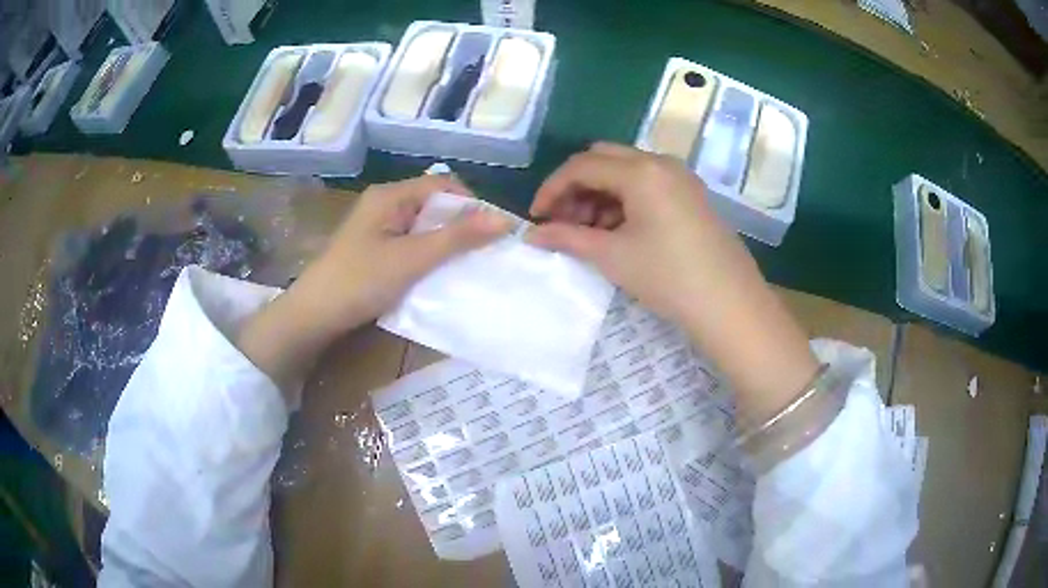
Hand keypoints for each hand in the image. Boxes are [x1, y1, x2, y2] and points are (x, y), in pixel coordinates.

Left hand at [291, 174, 512, 331]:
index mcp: (390, 195)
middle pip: (433, 203)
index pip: (442, 184)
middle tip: (484, 251)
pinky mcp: (374, 249)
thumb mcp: (412, 258)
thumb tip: (504, 219)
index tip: (492, 231)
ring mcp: (377, 227)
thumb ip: (457, 237)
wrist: (314, 316)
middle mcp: (384, 204)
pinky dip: (427, 254)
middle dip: (460, 225)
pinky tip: (438, 273)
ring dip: (444, 242)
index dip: (471, 203)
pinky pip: (410, 243)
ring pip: (423, 226)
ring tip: (467, 264)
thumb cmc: (361, 281)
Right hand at [528, 142, 739, 327]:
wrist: (730, 305)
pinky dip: (625, 200)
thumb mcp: (613, 257)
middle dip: (576, 187)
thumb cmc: (669, 278)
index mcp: (641, 170)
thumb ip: (567, 238)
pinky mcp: (691, 194)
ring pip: (626, 171)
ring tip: (590, 233)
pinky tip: (619, 231)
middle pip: (603, 159)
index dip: (552, 189)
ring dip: (600, 194)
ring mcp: (681, 177)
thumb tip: (531, 234)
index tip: (536, 218)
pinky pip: (648, 184)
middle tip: (564, 222)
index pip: (582, 166)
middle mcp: (661, 162)